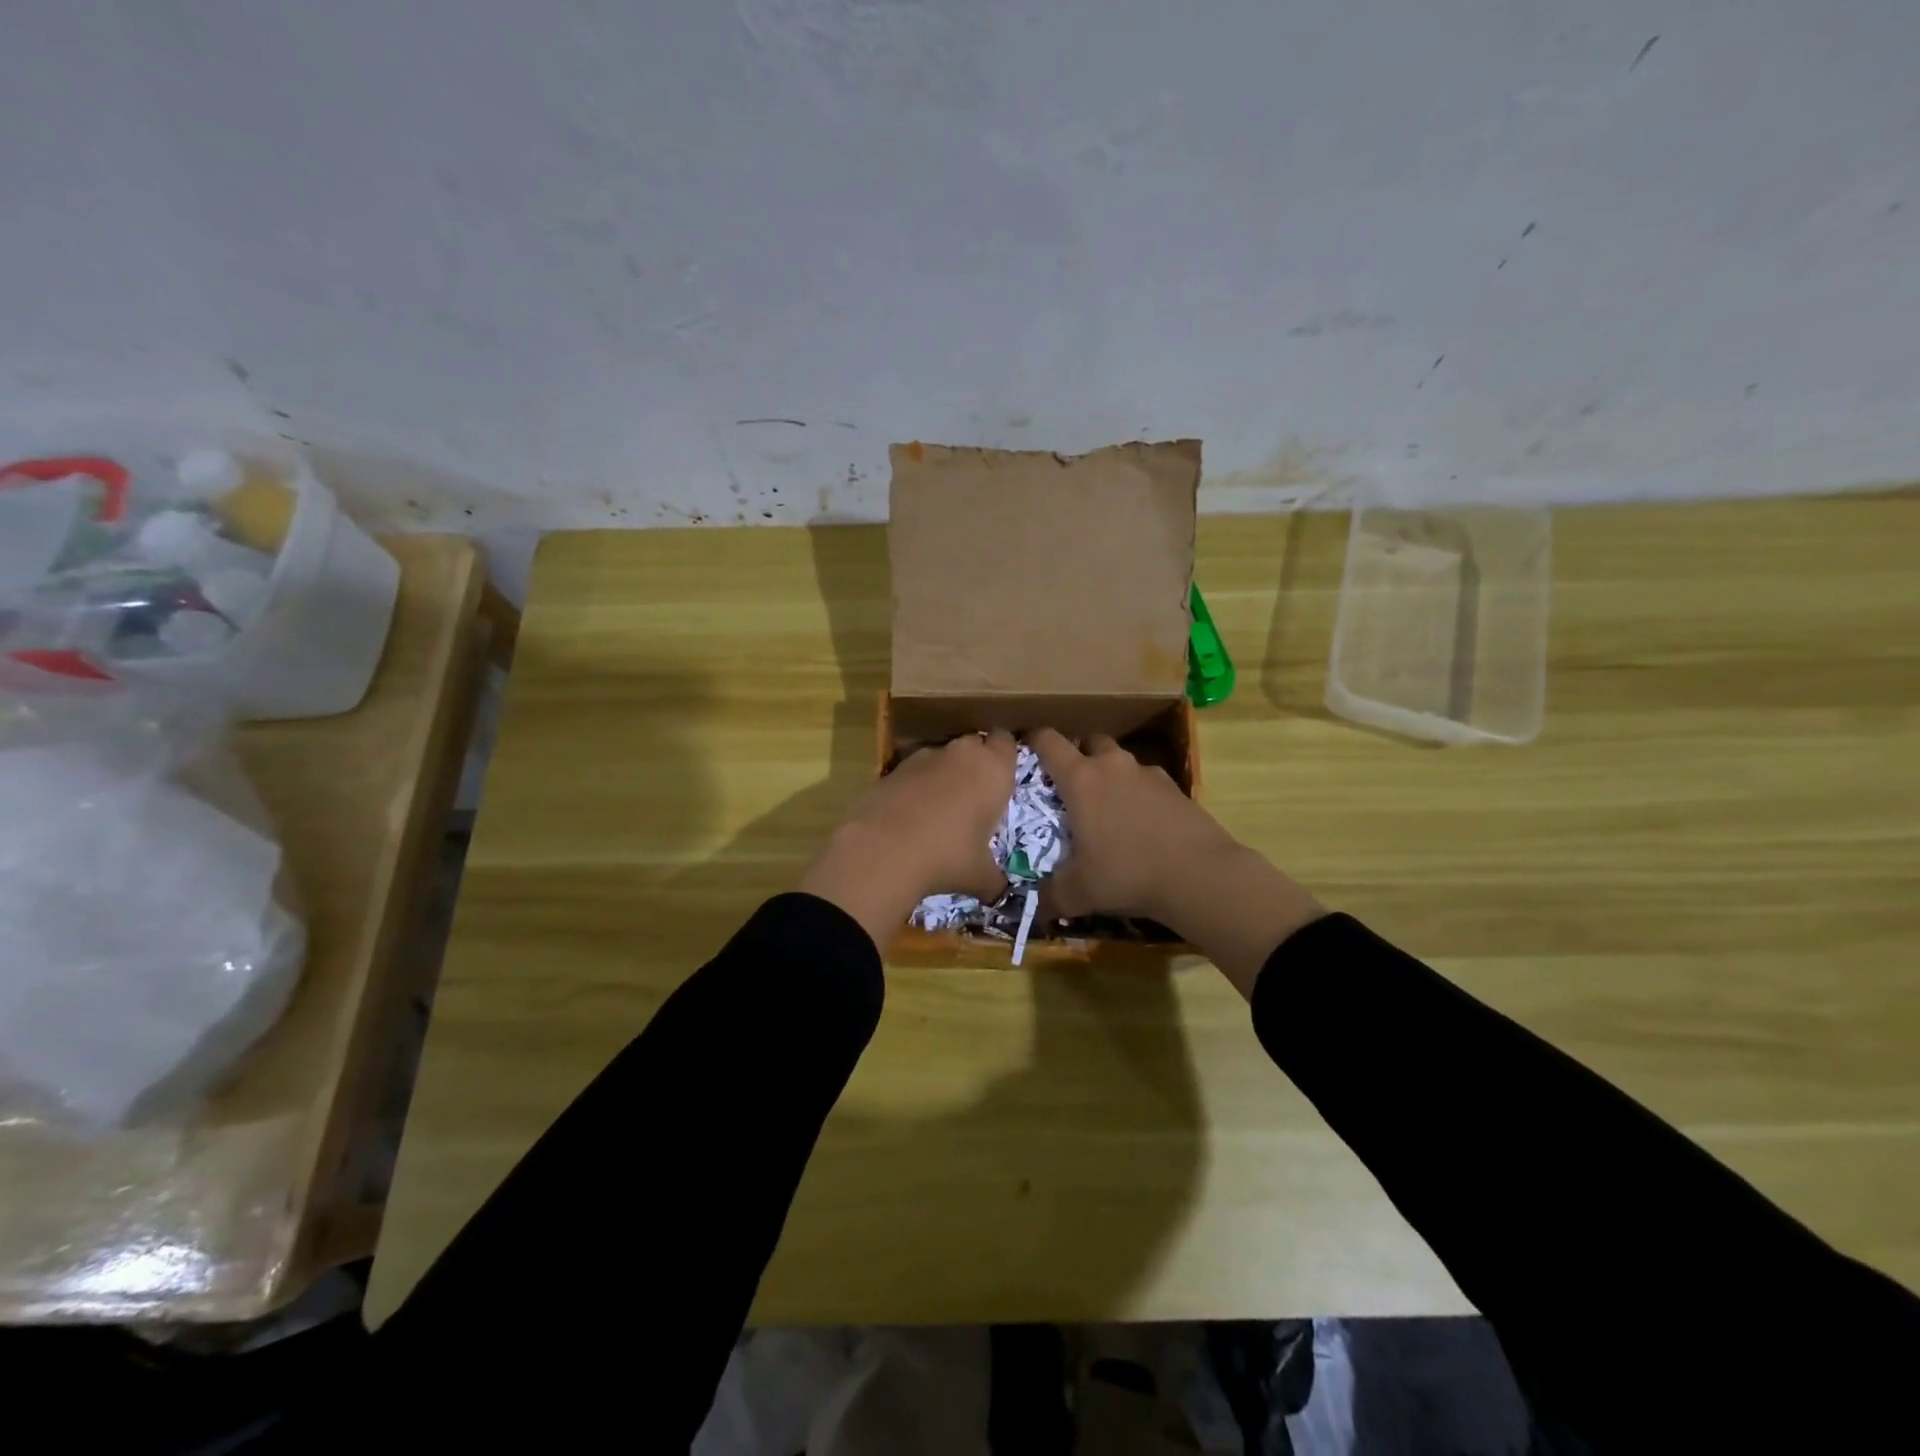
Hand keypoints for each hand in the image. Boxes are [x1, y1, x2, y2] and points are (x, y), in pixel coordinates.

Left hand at [798, 730, 1016, 946]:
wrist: (883, 850)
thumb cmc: (948, 857)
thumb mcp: (980, 876)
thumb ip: (995, 880)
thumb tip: (999, 894)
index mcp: (993, 770)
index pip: (1007, 743)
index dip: (1005, 757)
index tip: (1003, 779)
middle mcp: (962, 754)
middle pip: (975, 744)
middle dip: (976, 763)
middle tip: (976, 795)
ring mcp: (924, 757)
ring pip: (943, 756)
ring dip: (945, 773)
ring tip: (941, 809)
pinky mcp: (893, 768)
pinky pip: (914, 771)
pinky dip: (916, 785)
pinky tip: (911, 815)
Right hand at [1028, 728, 1324, 997]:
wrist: (1200, 875)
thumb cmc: (1127, 873)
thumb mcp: (1080, 892)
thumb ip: (1051, 896)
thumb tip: (1033, 910)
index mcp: (1080, 780)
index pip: (1048, 741)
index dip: (1034, 740)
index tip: (1026, 751)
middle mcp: (1113, 766)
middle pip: (1090, 741)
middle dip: (1078, 754)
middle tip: (1071, 784)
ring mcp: (1148, 774)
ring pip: (1121, 760)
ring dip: (1110, 773)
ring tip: (1107, 806)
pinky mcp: (1176, 788)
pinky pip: (1147, 781)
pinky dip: (1139, 793)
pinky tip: (1141, 822)